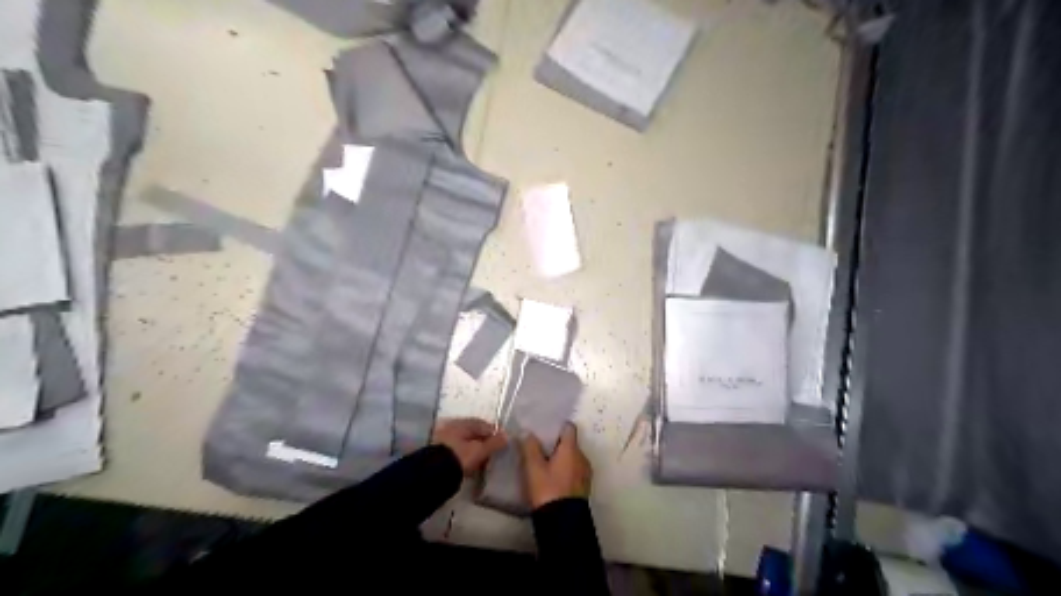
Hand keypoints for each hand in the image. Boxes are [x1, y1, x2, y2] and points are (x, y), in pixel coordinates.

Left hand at [436, 419, 509, 473]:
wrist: (433, 473)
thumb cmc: (459, 457)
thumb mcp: (479, 450)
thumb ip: (494, 443)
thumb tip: (506, 435)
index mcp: (462, 423)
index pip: (483, 425)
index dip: (494, 434)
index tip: (501, 444)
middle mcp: (452, 427)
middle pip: (473, 433)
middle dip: (483, 443)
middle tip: (492, 454)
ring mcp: (444, 439)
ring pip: (465, 443)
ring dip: (473, 451)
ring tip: (481, 463)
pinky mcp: (439, 452)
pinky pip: (457, 452)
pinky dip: (464, 457)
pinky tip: (469, 467)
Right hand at [522, 422, 591, 508]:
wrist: (563, 522)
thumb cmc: (548, 489)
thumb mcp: (533, 468)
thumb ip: (530, 447)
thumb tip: (528, 432)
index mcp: (571, 449)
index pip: (569, 428)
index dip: (558, 426)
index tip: (546, 429)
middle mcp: (582, 457)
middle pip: (571, 443)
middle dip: (557, 444)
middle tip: (541, 447)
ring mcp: (585, 473)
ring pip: (573, 458)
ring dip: (562, 459)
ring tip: (545, 464)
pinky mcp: (585, 487)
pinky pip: (575, 471)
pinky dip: (566, 470)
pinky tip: (553, 478)